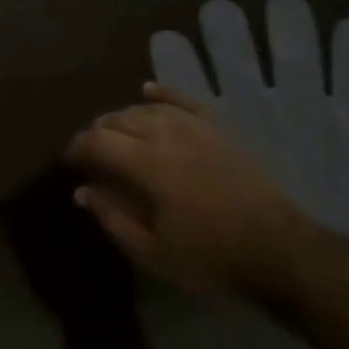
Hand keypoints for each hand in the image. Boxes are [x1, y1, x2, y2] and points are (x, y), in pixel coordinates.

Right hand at [66, 83, 319, 295]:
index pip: (97, 141)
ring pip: (147, 108)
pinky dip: (163, 93)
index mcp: (147, 165)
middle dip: (97, 133)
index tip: (69, 164)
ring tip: (114, 134)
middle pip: (118, 119)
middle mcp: (168, 135)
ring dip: (123, 118)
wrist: (279, 251)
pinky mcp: (219, 129)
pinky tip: (148, 91)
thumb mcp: (152, 251)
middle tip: (91, 156)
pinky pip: (184, 100)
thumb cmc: (210, 257)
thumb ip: (112, 217)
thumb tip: (82, 191)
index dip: (76, 148)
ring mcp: (196, 128)